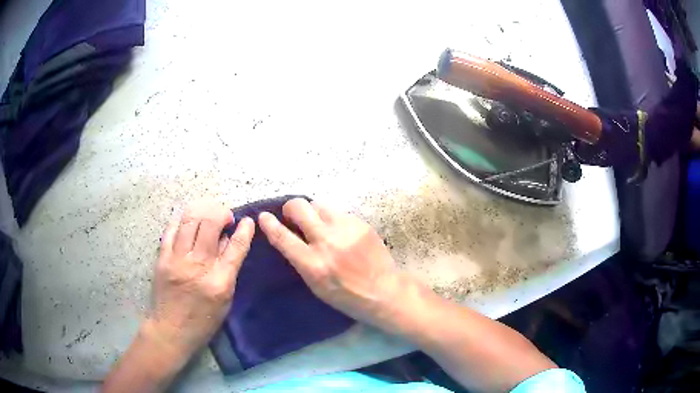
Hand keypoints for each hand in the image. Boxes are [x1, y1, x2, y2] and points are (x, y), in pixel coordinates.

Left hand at [149, 201, 254, 357]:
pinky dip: (183, 221)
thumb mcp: (225, 301)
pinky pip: (172, 229)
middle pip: (210, 225)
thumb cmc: (203, 321)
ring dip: (202, 211)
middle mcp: (198, 266)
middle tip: (225, 217)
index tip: (248, 221)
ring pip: (190, 221)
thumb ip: (228, 270)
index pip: (235, 247)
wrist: (171, 330)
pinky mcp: (162, 258)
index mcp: (219, 282)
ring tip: (208, 214)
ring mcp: (177, 260)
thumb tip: (227, 241)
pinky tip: (189, 222)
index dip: (244, 230)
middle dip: (221, 213)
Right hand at [258, 198, 400, 327]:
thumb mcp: (316, 286)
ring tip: (316, 223)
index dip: (269, 224)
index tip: (263, 216)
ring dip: (312, 212)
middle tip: (292, 216)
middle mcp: (327, 242)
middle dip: (290, 208)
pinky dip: (332, 219)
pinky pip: (338, 212)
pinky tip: (338, 231)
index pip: (283, 237)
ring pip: (319, 204)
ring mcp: (346, 229)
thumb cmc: (347, 297)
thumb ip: (301, 260)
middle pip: (300, 207)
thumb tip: (289, 237)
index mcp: (313, 264)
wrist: (384, 291)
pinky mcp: (361, 223)